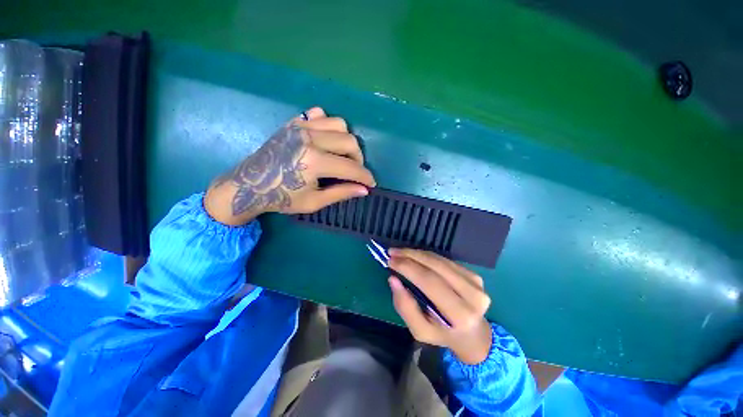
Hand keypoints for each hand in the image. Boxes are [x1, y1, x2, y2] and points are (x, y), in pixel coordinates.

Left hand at [205, 107, 375, 224]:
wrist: (249, 185)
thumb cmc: (282, 197)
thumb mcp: (314, 201)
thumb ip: (341, 193)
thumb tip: (364, 190)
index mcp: (314, 162)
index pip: (351, 167)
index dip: (365, 177)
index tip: (371, 184)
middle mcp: (310, 139)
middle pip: (350, 141)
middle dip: (359, 159)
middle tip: (354, 171)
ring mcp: (301, 127)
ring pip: (339, 124)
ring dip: (346, 140)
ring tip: (341, 154)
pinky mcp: (294, 122)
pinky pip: (320, 114)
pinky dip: (328, 125)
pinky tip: (325, 139)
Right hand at [388, 249, 492, 364]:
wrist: (473, 334)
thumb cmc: (442, 334)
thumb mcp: (420, 330)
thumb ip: (405, 306)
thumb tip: (393, 279)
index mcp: (460, 315)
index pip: (430, 282)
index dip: (408, 268)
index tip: (390, 260)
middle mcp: (472, 296)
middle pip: (436, 267)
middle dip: (411, 256)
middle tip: (392, 252)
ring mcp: (476, 283)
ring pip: (440, 260)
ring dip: (417, 253)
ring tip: (401, 252)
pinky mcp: (475, 275)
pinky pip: (446, 261)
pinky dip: (427, 257)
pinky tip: (415, 257)